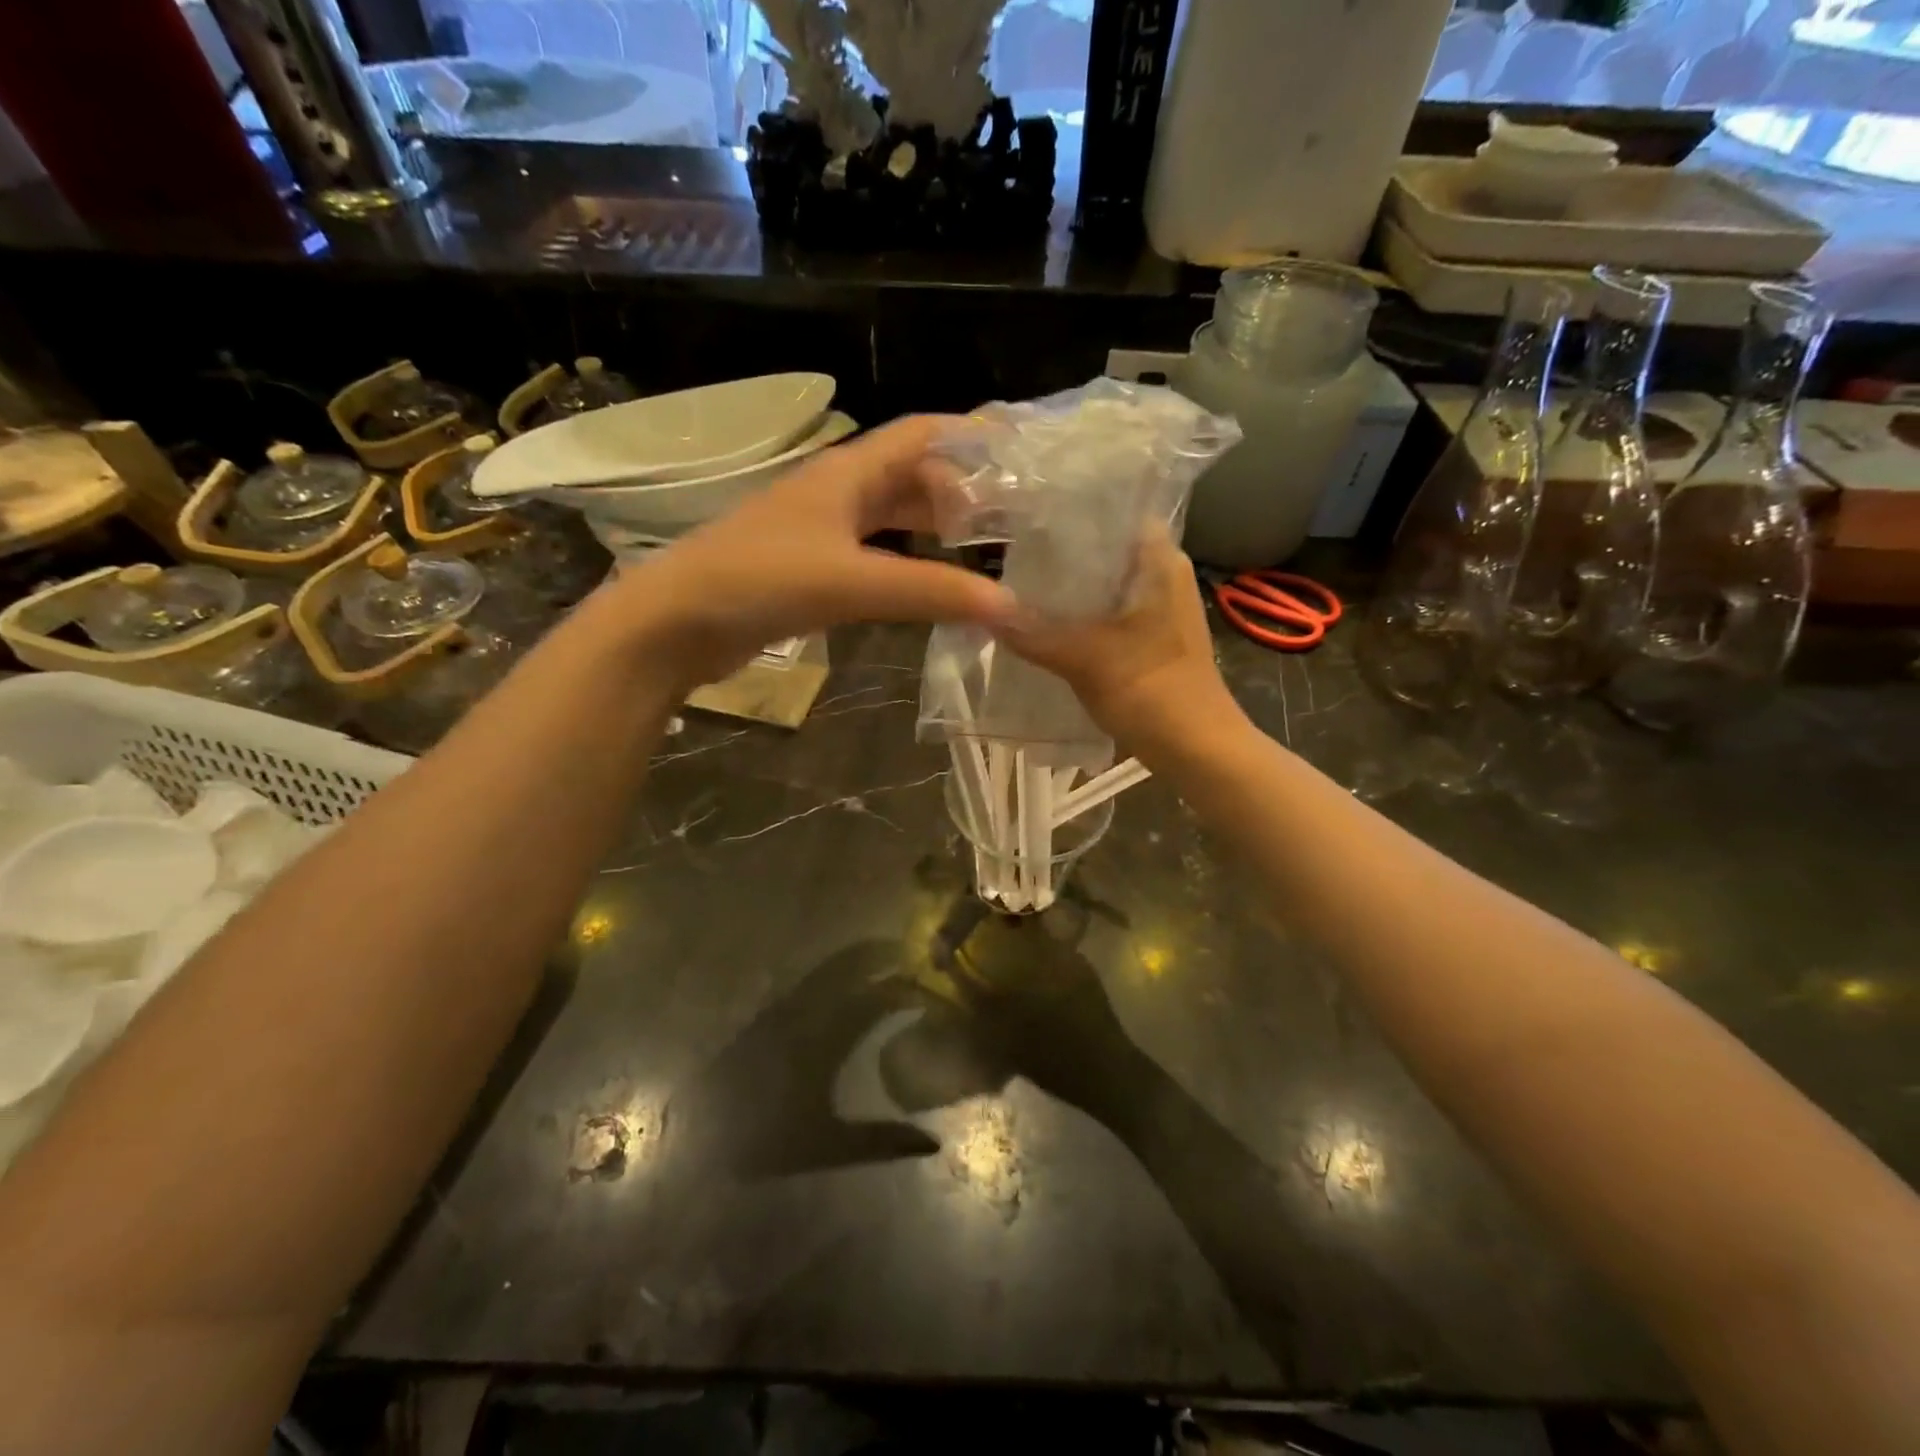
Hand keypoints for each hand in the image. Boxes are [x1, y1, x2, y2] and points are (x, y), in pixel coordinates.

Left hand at [605, 416, 1016, 689]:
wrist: (677, 622)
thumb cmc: (760, 580)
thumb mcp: (851, 580)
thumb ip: (930, 591)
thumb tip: (1010, 606)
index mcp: (847, 473)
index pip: (920, 434)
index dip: (969, 434)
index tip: (1018, 451)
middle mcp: (837, 492)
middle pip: (911, 476)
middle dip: (961, 490)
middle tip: (1012, 518)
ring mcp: (821, 531)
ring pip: (891, 517)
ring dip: (933, 527)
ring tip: (983, 550)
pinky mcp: (810, 568)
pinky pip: (873, 553)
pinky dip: (906, 562)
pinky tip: (928, 583)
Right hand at [996, 526, 1239, 758]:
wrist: (1198, 749)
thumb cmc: (1154, 692)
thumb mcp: (1086, 659)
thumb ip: (1034, 633)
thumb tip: (983, 611)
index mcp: (1160, 561)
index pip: (1116, 510)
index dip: (1073, 510)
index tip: (1029, 515)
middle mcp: (1162, 575)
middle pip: (1104, 549)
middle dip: (1060, 553)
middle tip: (1012, 552)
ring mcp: (1157, 608)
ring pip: (1103, 584)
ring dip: (1067, 588)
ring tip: (1018, 583)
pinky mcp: (1148, 637)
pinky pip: (1105, 613)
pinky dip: (1078, 615)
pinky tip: (1043, 623)